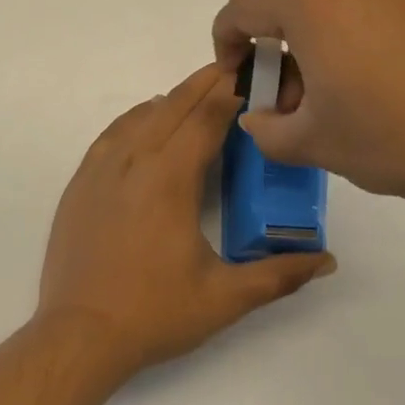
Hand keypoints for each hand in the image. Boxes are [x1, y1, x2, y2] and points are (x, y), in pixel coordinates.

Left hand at [36, 65, 335, 377]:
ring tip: (200, 95)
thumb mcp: (224, 298)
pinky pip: (114, 131)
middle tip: (235, 69)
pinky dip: (139, 117)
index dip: (232, 92)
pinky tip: (150, 122)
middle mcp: (134, 159)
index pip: (207, 117)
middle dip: (207, 84)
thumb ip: (279, 274)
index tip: (254, 75)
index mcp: (170, 177)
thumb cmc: (154, 313)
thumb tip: (327, 259)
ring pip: (143, 114)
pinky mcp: (82, 180)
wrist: (78, 335)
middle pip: (175, 104)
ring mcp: (101, 167)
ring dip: (174, 99)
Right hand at [211, 0, 404, 222]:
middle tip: (281, 86)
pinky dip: (344, 20)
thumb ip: (265, 128)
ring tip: (324, 79)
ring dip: (306, 24)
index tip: (238, 78)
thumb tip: (259, 115)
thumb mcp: (312, 142)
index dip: (226, 43)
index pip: (242, 7)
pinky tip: (365, 68)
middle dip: (268, 33)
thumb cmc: (393, 137)